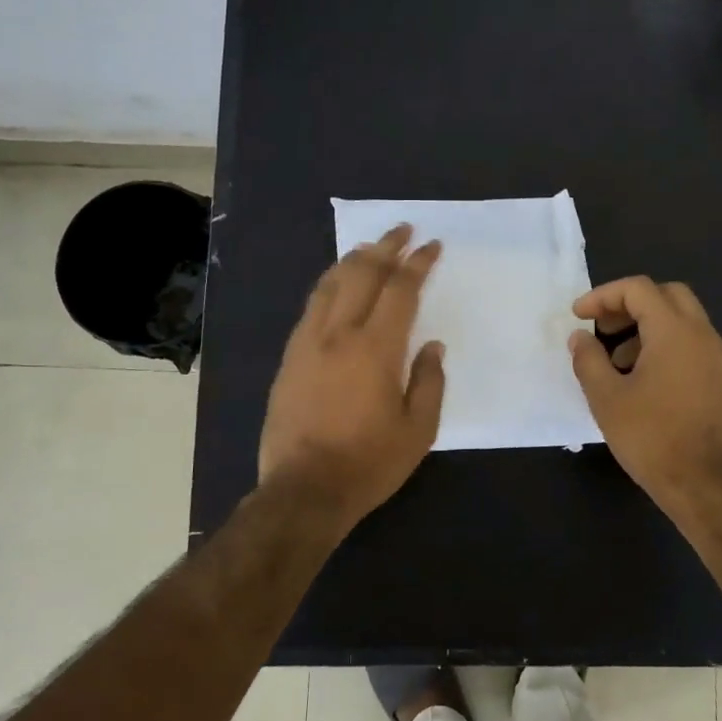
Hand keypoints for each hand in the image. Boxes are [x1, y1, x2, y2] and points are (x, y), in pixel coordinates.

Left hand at [259, 224, 445, 530]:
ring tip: (370, 248)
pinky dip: (328, 285)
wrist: (304, 490)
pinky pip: (311, 307)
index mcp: (376, 348)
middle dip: (385, 247)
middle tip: (402, 230)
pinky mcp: (289, 358)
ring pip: (330, 284)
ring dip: (353, 260)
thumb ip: (429, 382)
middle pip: (362, 274)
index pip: (400, 290)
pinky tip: (336, 284)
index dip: (418, 263)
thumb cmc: (368, 463)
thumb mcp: (418, 430)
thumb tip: (431, 346)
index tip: (431, 245)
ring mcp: (308, 343)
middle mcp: (338, 334)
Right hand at [569, 277, 721, 519]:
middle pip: (665, 295)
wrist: (704, 484)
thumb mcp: (606, 398)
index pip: (638, 289)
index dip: (603, 296)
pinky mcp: (717, 378)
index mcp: (675, 332)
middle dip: (628, 303)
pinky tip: (637, 378)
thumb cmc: (651, 438)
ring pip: (679, 318)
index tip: (577, 316)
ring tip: (614, 359)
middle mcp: (701, 334)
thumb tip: (580, 337)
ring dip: (645, 325)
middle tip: (601, 327)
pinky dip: (661, 343)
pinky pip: (688, 342)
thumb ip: (588, 360)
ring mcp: (714, 356)